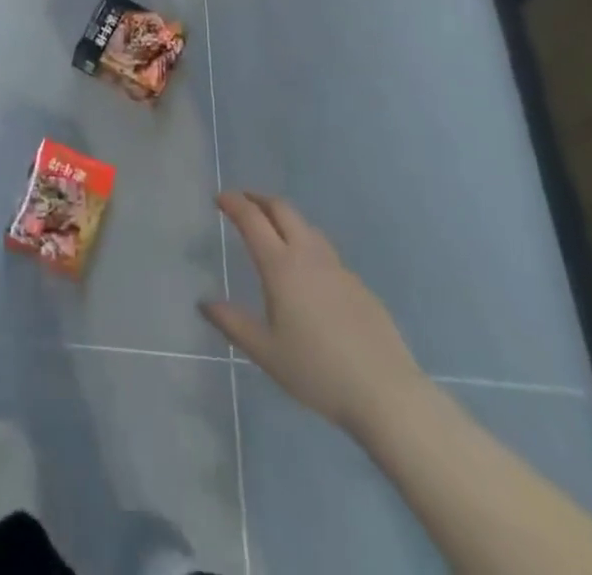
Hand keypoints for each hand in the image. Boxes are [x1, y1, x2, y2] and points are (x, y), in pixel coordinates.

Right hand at [201, 191, 425, 436]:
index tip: (219, 198)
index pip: (252, 219)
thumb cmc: (318, 372)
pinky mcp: (358, 284)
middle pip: (282, 209)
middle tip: (242, 202)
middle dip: (259, 199)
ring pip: (307, 226)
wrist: (387, 394)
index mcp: (281, 266)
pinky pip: (325, 251)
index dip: (233, 203)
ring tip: (273, 230)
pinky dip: (306, 243)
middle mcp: (308, 255)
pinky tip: (307, 271)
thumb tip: (204, 303)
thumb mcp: (266, 352)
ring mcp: (338, 268)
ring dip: (284, 218)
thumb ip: (233, 324)